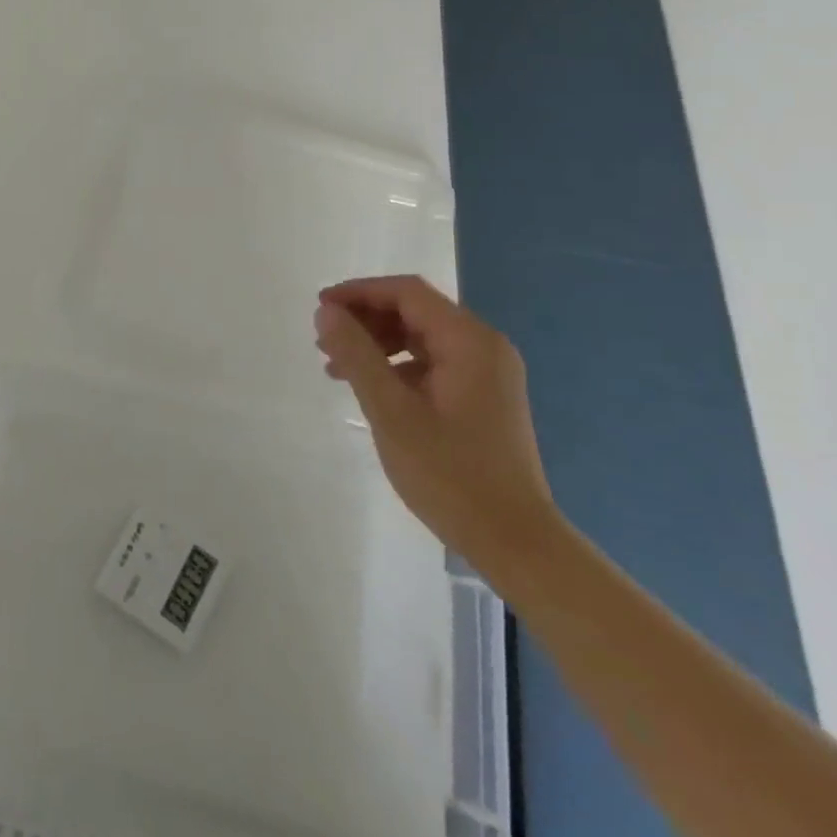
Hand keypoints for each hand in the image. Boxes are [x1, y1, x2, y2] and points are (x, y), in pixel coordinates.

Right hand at [314, 275, 557, 570]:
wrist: (516, 543)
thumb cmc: (450, 474)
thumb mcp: (391, 411)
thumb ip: (357, 355)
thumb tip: (326, 313)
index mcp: (470, 342)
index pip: (407, 293)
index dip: (359, 293)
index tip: (320, 310)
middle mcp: (484, 347)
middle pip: (415, 311)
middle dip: (365, 319)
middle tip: (324, 342)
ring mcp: (488, 373)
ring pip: (421, 337)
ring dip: (377, 343)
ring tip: (337, 367)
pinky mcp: (483, 397)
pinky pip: (433, 363)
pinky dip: (397, 365)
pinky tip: (370, 389)